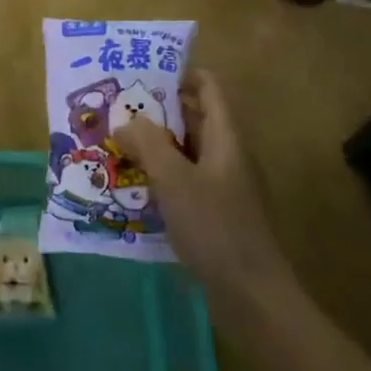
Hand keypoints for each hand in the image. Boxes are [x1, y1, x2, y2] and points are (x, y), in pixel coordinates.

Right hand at [117, 70, 289, 309]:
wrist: (253, 297)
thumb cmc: (215, 227)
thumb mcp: (175, 179)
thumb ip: (148, 143)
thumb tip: (126, 121)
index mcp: (225, 137)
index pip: (207, 87)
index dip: (179, 73)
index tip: (141, 74)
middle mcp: (227, 155)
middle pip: (193, 119)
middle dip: (156, 112)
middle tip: (116, 110)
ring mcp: (224, 187)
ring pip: (186, 153)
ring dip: (155, 147)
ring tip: (116, 145)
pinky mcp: (216, 215)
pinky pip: (185, 182)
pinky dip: (161, 177)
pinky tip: (134, 188)